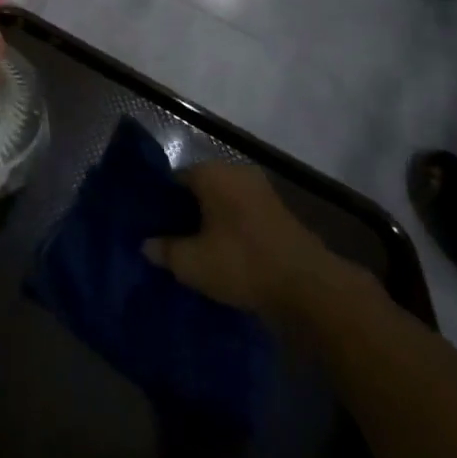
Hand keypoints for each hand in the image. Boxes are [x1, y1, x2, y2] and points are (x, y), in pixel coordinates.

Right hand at [144, 162, 342, 317]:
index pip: (173, 180)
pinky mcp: (280, 212)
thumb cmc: (242, 263)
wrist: (310, 287)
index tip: (154, 229)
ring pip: (223, 204)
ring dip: (212, 224)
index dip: (161, 205)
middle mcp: (235, 171)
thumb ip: (164, 250)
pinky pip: (243, 216)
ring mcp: (261, 190)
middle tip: (173, 243)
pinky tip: (227, 257)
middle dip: (186, 214)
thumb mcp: (191, 263)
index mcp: (210, 172)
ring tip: (199, 253)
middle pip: (200, 190)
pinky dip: (233, 231)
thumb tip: (146, 244)